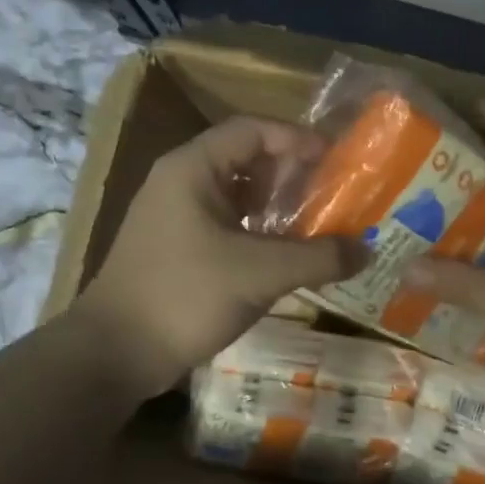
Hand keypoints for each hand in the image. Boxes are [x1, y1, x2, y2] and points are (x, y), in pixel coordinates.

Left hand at [72, 116, 355, 397]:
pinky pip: (230, 227)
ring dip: (280, 207)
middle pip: (248, 160)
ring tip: (323, 224)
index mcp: (193, 168)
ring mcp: (178, 217)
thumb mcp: (260, 273)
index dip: (298, 139)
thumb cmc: (185, 295)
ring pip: (239, 197)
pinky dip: (262, 234)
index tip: (337, 160)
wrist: (116, 353)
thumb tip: (367, 250)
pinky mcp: (180, 249)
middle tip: (338, 193)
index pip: (253, 130)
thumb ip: (318, 257)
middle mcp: (183, 183)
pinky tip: (291, 256)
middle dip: (294, 174)